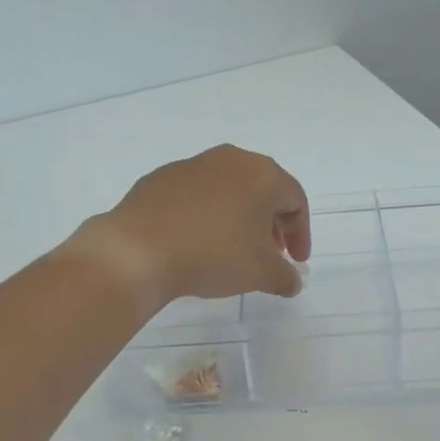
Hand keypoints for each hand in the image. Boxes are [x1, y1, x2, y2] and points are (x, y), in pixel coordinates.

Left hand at [73, 145, 311, 308]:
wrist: (138, 249)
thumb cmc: (213, 254)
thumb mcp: (260, 273)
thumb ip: (285, 276)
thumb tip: (292, 281)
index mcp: (262, 174)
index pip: (295, 200)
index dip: (300, 233)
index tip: (295, 262)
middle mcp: (230, 159)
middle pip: (262, 190)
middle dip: (270, 223)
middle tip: (268, 254)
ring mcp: (192, 165)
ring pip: (228, 189)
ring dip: (237, 217)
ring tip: (231, 250)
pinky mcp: (160, 178)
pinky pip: (195, 195)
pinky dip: (205, 215)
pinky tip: (195, 242)